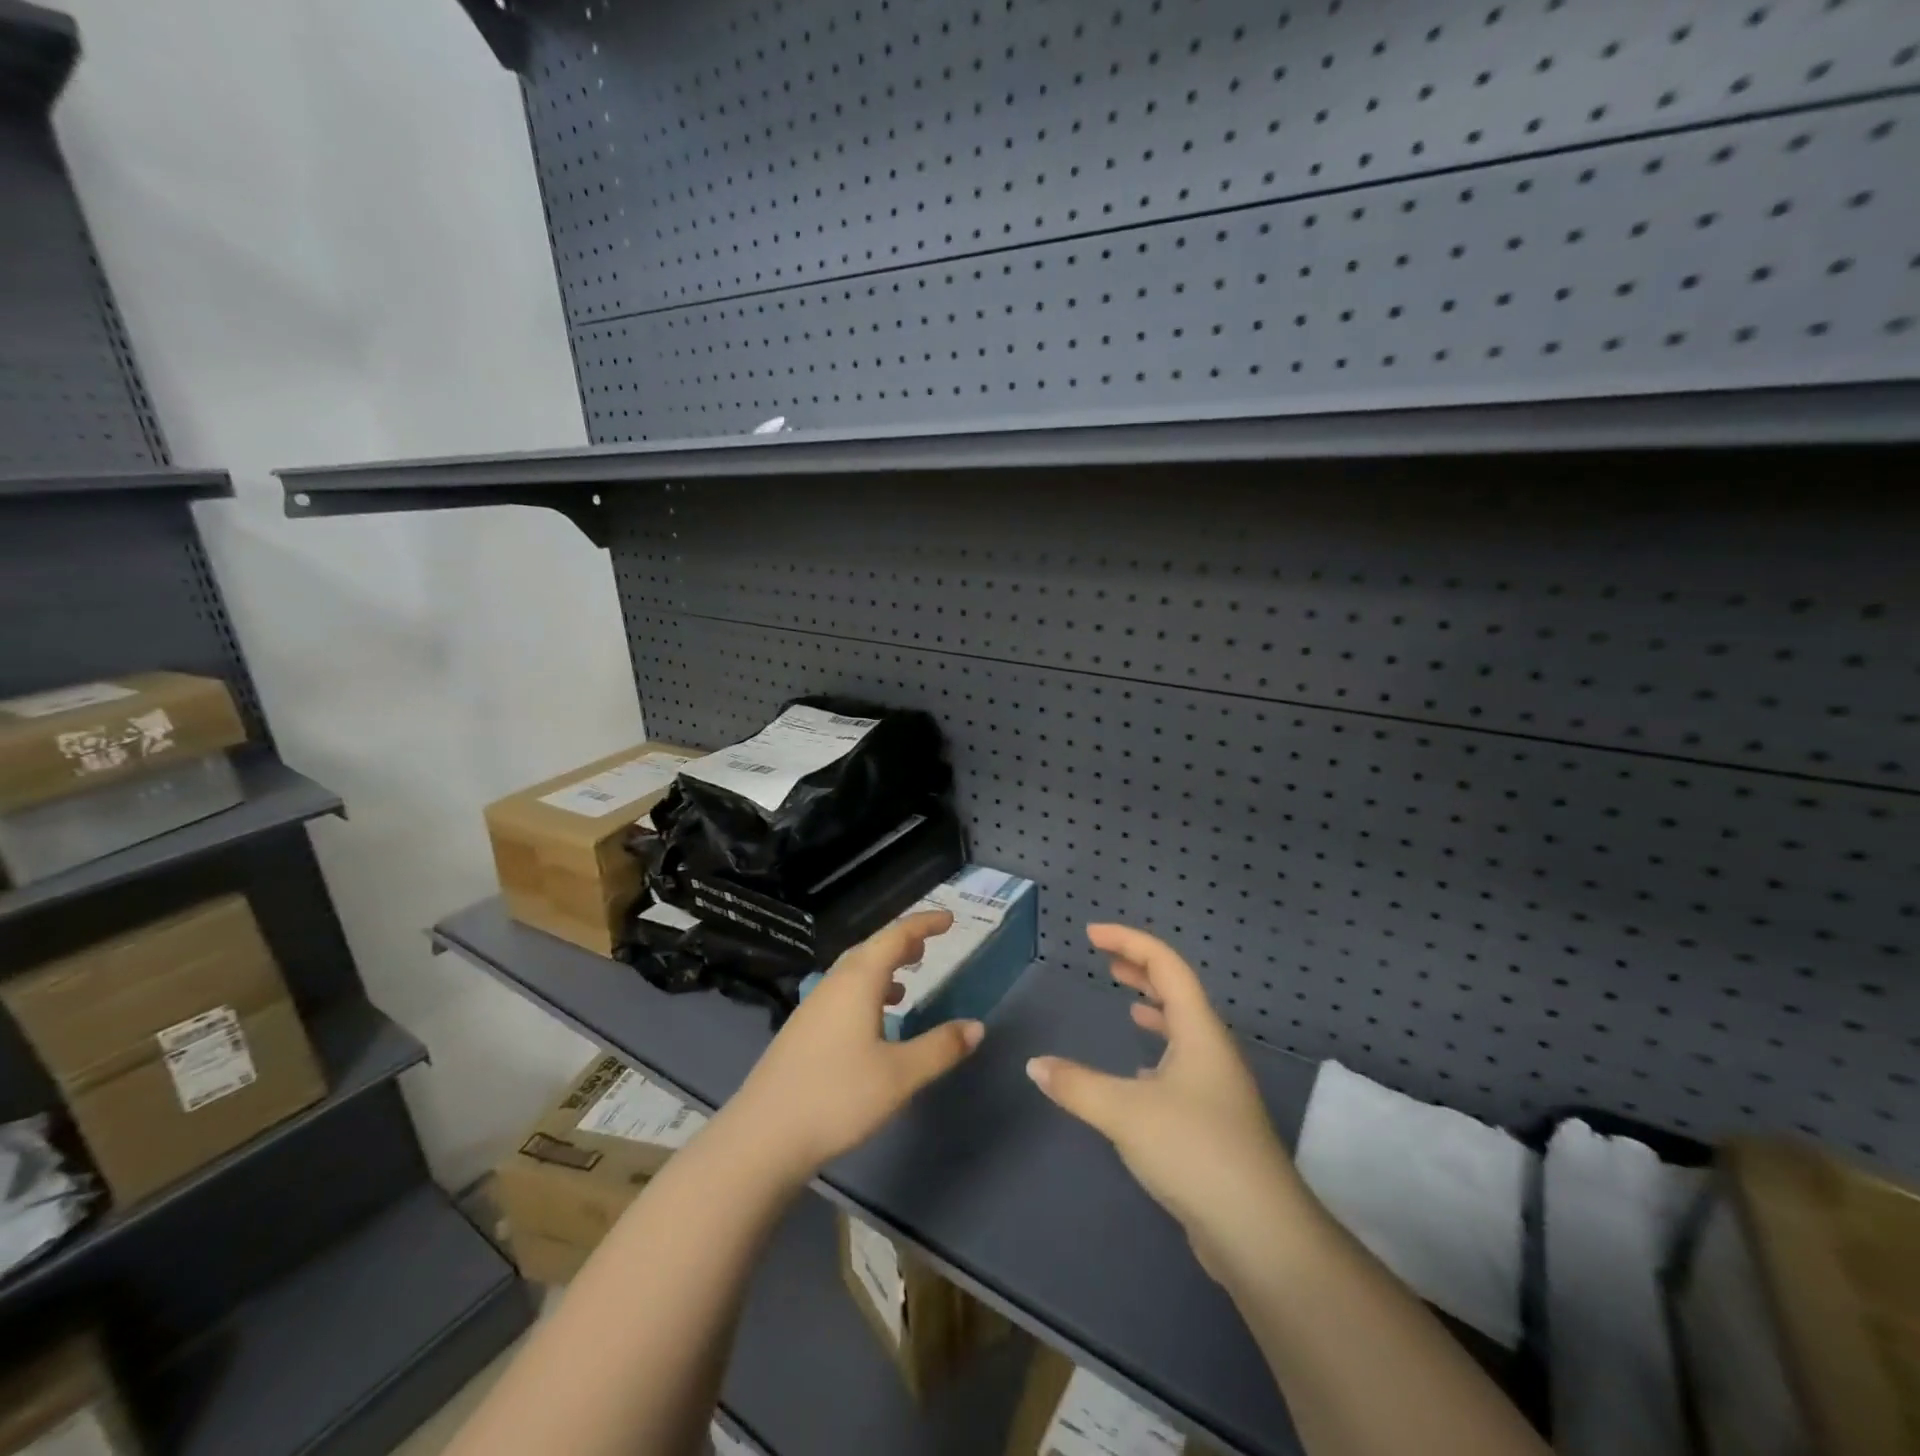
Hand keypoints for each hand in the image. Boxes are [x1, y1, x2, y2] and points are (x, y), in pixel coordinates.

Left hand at [726, 910, 983, 1183]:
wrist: (763, 1136)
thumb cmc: (837, 1097)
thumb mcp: (900, 1075)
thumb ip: (940, 1048)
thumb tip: (977, 1026)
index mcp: (858, 981)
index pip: (895, 936)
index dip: (924, 924)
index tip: (949, 919)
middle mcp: (833, 984)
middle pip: (871, 949)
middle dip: (902, 943)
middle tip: (929, 946)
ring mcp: (813, 1007)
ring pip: (854, 973)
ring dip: (883, 968)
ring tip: (907, 981)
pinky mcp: (802, 1031)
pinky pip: (842, 994)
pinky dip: (867, 992)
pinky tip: (875, 1022)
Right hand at [1027, 924, 1311, 1279]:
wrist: (1259, 1233)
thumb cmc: (1194, 1150)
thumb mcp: (1125, 1112)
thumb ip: (1076, 1085)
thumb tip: (1035, 1065)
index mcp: (1199, 1032)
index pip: (1166, 965)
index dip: (1129, 941)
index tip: (1091, 935)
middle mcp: (1212, 1051)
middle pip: (1178, 992)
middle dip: (1142, 970)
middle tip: (1106, 960)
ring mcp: (1217, 1088)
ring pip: (1182, 1031)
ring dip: (1154, 1010)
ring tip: (1127, 1004)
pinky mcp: (1214, 1122)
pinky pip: (1182, 1067)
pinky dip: (1157, 1055)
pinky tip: (1138, 1074)